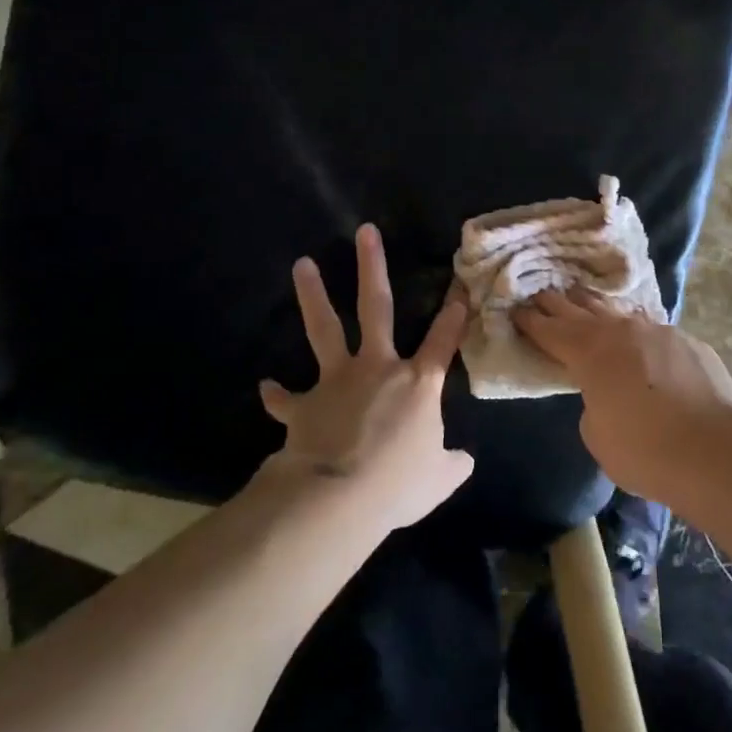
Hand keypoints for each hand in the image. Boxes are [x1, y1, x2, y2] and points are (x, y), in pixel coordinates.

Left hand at [261, 224, 473, 531]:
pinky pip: (287, 398)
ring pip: (324, 329)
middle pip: (375, 307)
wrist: (337, 499)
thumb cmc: (397, 485)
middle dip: (371, 267)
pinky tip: (266, 385)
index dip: (454, 314)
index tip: (460, 286)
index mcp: (417, 383)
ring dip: (312, 295)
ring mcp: (337, 382)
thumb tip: (464, 462)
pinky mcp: (305, 405)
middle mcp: (377, 368)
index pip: (443, 341)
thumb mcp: (438, 480)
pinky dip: (277, 394)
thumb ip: (451, 464)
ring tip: (301, 263)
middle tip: (365, 232)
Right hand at [512, 290, 731, 505]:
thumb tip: (607, 393)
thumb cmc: (644, 450)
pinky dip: (635, 329)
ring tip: (581, 296)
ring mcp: (657, 331)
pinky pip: (651, 329)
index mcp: (590, 353)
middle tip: (541, 293)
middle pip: (581, 310)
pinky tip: (636, 332)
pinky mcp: (687, 341)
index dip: (532, 321)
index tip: (517, 309)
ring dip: (596, 306)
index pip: (552, 331)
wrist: (714, 449)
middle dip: (558, 303)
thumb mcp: (598, 435)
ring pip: (619, 312)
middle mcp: (620, 331)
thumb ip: (594, 404)